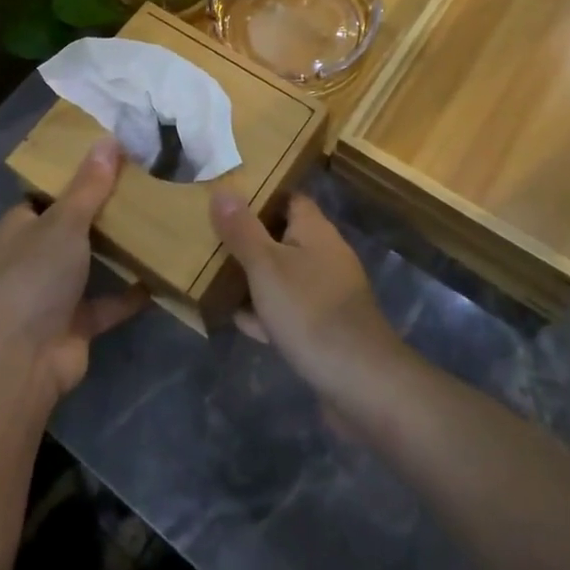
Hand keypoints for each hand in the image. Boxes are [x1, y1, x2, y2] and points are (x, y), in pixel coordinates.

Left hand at [0, 137, 147, 400]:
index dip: (74, 176)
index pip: (46, 193)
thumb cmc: (35, 277)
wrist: (23, 360)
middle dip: (103, 211)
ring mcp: (54, 292)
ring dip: (118, 251)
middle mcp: (34, 256)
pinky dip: (131, 294)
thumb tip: (108, 138)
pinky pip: (109, 302)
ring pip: (91, 263)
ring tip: (158, 222)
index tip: (112, 158)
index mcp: (21, 227)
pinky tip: (162, 275)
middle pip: (72, 226)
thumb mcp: (64, 222)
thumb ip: (89, 185)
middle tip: (145, 186)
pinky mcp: (76, 323)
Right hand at [210, 191, 408, 415]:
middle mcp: (325, 255)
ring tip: (216, 278)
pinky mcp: (325, 326)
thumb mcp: (265, 265)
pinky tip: (241, 321)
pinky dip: (267, 312)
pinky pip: (290, 309)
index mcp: (315, 230)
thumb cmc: (308, 310)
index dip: (260, 196)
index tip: (227, 200)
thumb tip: (223, 190)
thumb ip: (242, 230)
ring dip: (255, 279)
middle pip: (283, 237)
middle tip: (211, 240)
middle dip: (250, 240)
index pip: (289, 198)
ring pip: (284, 275)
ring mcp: (327, 292)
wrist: (358, 378)